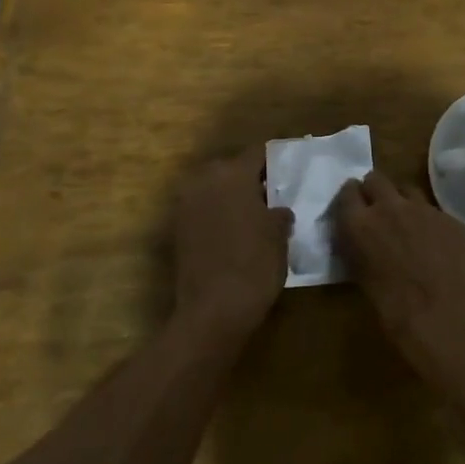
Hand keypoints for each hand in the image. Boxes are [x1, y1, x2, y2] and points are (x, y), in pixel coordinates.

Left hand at [171, 148, 293, 340]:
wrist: (213, 310)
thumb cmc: (254, 264)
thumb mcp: (279, 235)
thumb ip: (279, 212)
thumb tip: (277, 209)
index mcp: (233, 174)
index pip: (257, 153)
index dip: (274, 160)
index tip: (287, 171)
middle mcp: (205, 180)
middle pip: (231, 168)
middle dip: (249, 178)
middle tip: (271, 195)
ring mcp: (186, 204)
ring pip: (214, 189)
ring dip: (230, 197)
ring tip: (253, 216)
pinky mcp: (177, 229)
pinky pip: (202, 210)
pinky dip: (216, 215)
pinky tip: (233, 233)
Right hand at [332, 171, 464, 358]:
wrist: (450, 321)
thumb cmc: (398, 314)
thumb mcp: (364, 280)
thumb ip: (360, 250)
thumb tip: (362, 241)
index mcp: (360, 224)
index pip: (347, 192)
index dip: (350, 198)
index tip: (353, 208)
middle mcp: (389, 207)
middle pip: (376, 179)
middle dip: (375, 191)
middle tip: (379, 212)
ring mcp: (424, 209)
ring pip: (407, 190)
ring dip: (403, 202)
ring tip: (409, 226)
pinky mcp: (451, 218)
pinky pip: (434, 211)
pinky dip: (430, 222)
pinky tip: (437, 246)